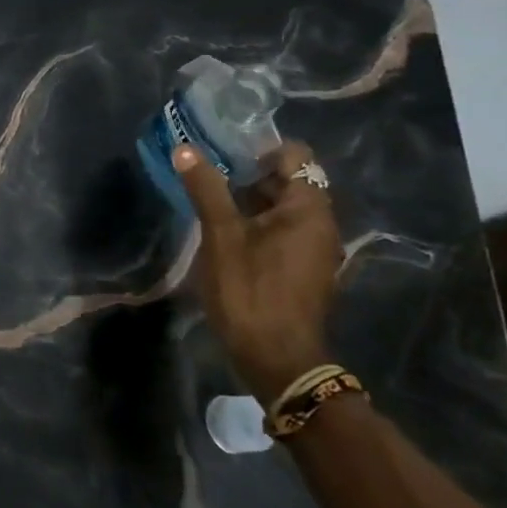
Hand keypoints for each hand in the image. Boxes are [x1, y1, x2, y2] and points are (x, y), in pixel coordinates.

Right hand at [175, 139, 343, 402]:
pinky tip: (223, 230)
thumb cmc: (251, 290)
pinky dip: (256, 221)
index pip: (294, 155)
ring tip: (208, 197)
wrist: (277, 360)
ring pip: (282, 206)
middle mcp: (320, 223)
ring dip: (249, 198)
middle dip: (248, 171)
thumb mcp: (221, 236)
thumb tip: (186, 148)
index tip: (222, 150)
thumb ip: (206, 188)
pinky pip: (282, 229)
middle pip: (288, 179)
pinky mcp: (303, 268)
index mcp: (309, 208)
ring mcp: (313, 248)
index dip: (259, 147)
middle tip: (207, 170)